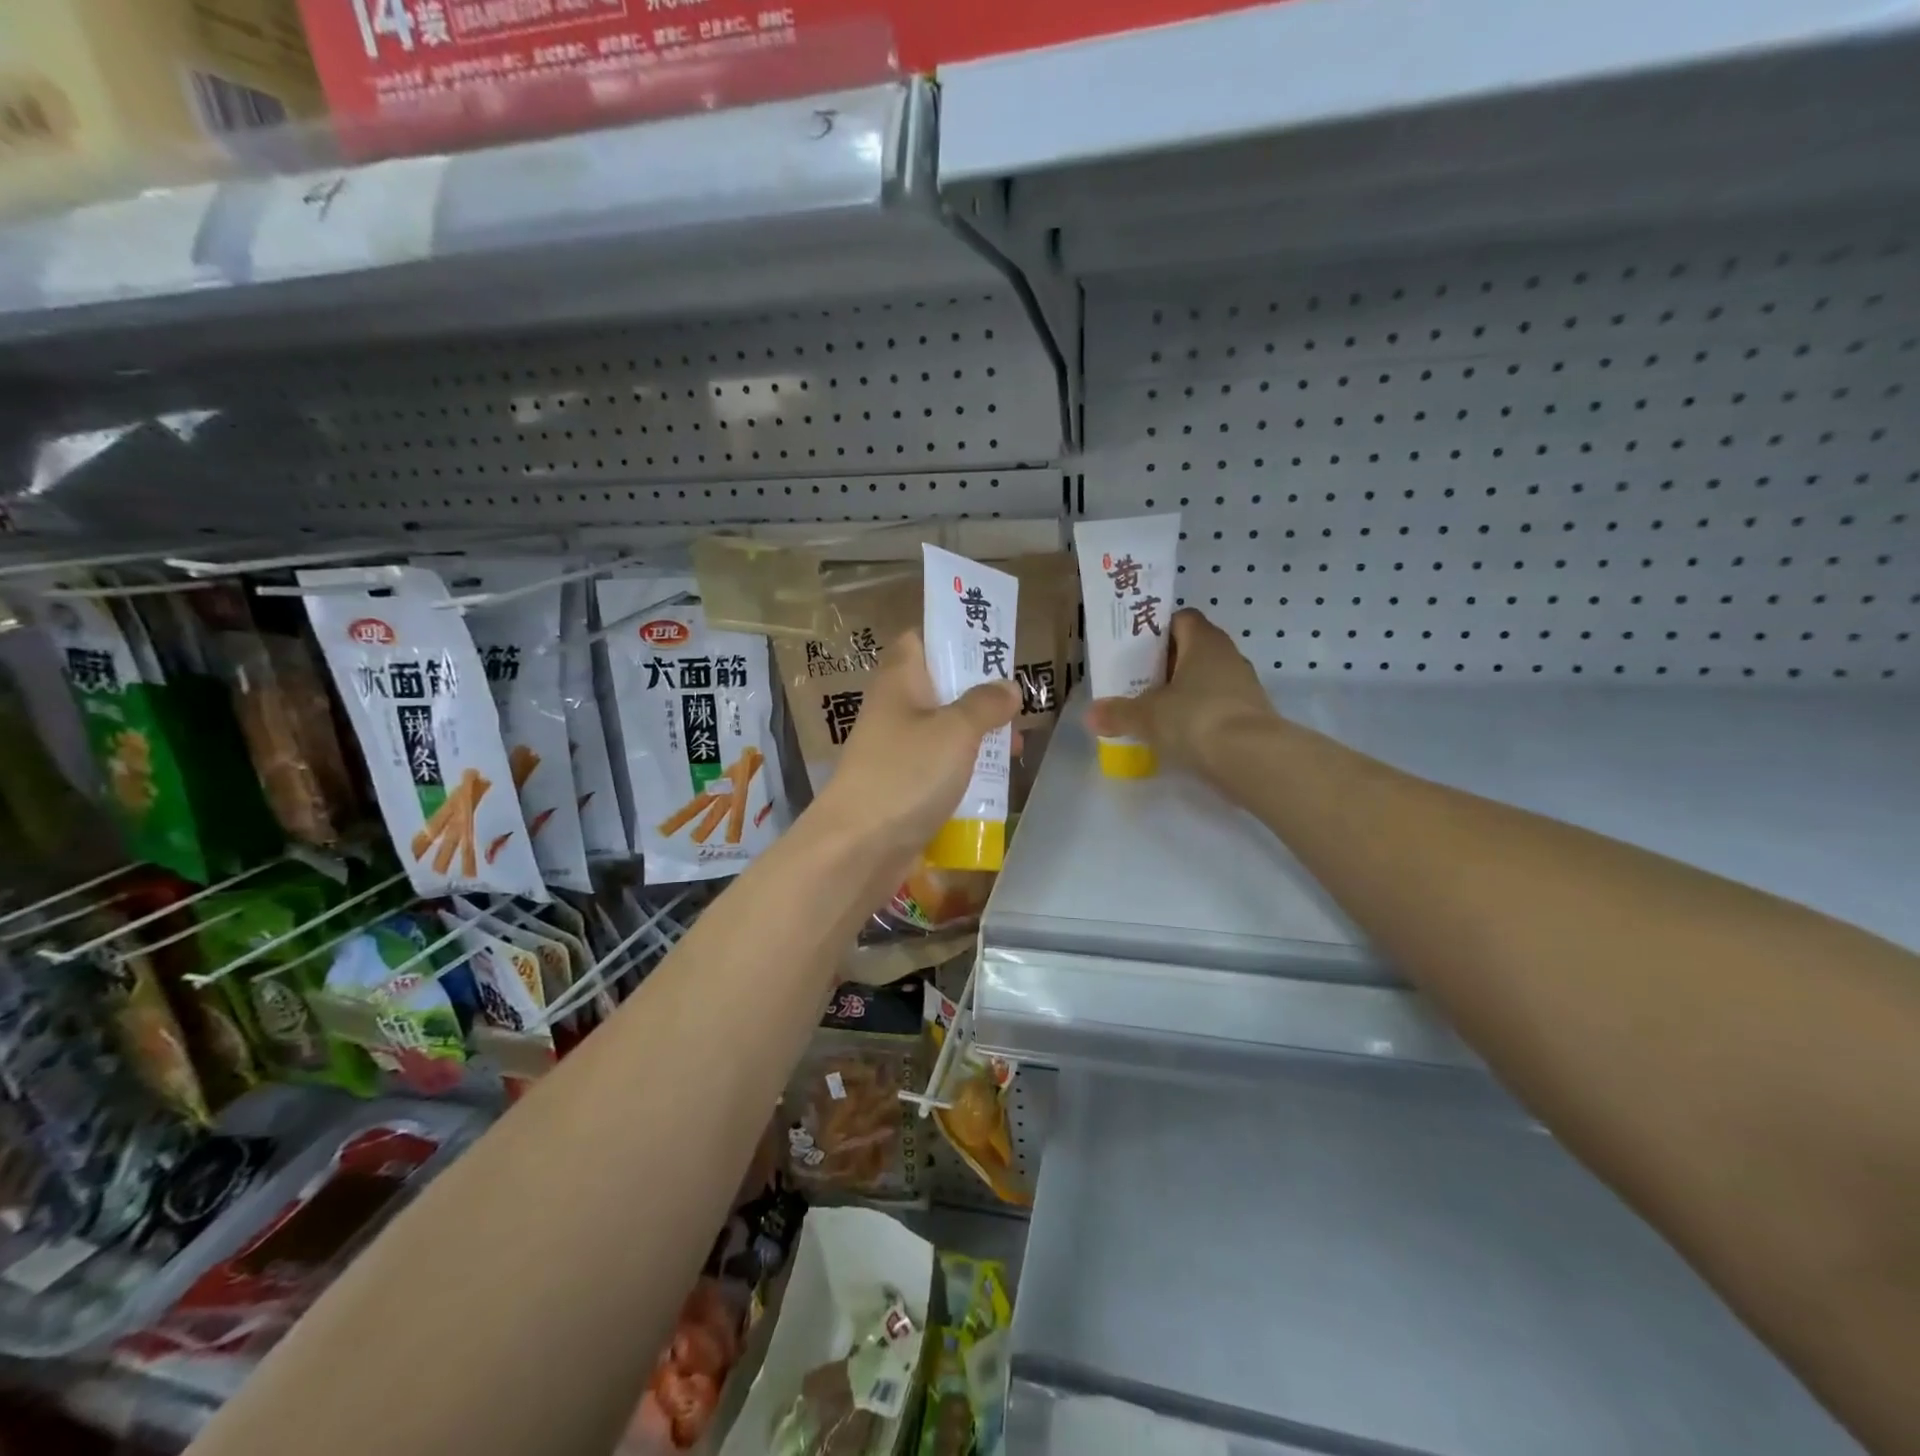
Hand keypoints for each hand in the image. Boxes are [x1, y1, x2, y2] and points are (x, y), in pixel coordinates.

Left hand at [809, 630, 1020, 863]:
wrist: (858, 846)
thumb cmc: (907, 774)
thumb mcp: (956, 731)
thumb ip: (986, 704)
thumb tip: (1007, 687)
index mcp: (900, 680)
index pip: (921, 638)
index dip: (954, 636)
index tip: (992, 645)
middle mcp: (895, 708)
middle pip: (941, 686)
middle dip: (980, 693)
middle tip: (1018, 704)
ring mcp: (897, 749)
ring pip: (944, 729)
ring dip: (979, 734)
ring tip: (1016, 747)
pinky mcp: (903, 784)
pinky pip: (940, 765)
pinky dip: (965, 768)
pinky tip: (994, 781)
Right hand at [1086, 608, 1277, 785]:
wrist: (1252, 759)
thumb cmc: (1195, 719)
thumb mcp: (1147, 716)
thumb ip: (1118, 713)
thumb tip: (1091, 715)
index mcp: (1204, 641)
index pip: (1182, 619)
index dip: (1158, 630)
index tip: (1136, 650)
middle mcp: (1228, 656)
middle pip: (1193, 650)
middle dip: (1166, 665)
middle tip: (1137, 683)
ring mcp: (1244, 686)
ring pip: (1207, 680)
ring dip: (1184, 692)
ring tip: (1155, 713)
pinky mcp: (1252, 716)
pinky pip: (1218, 707)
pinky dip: (1199, 717)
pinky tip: (1179, 736)